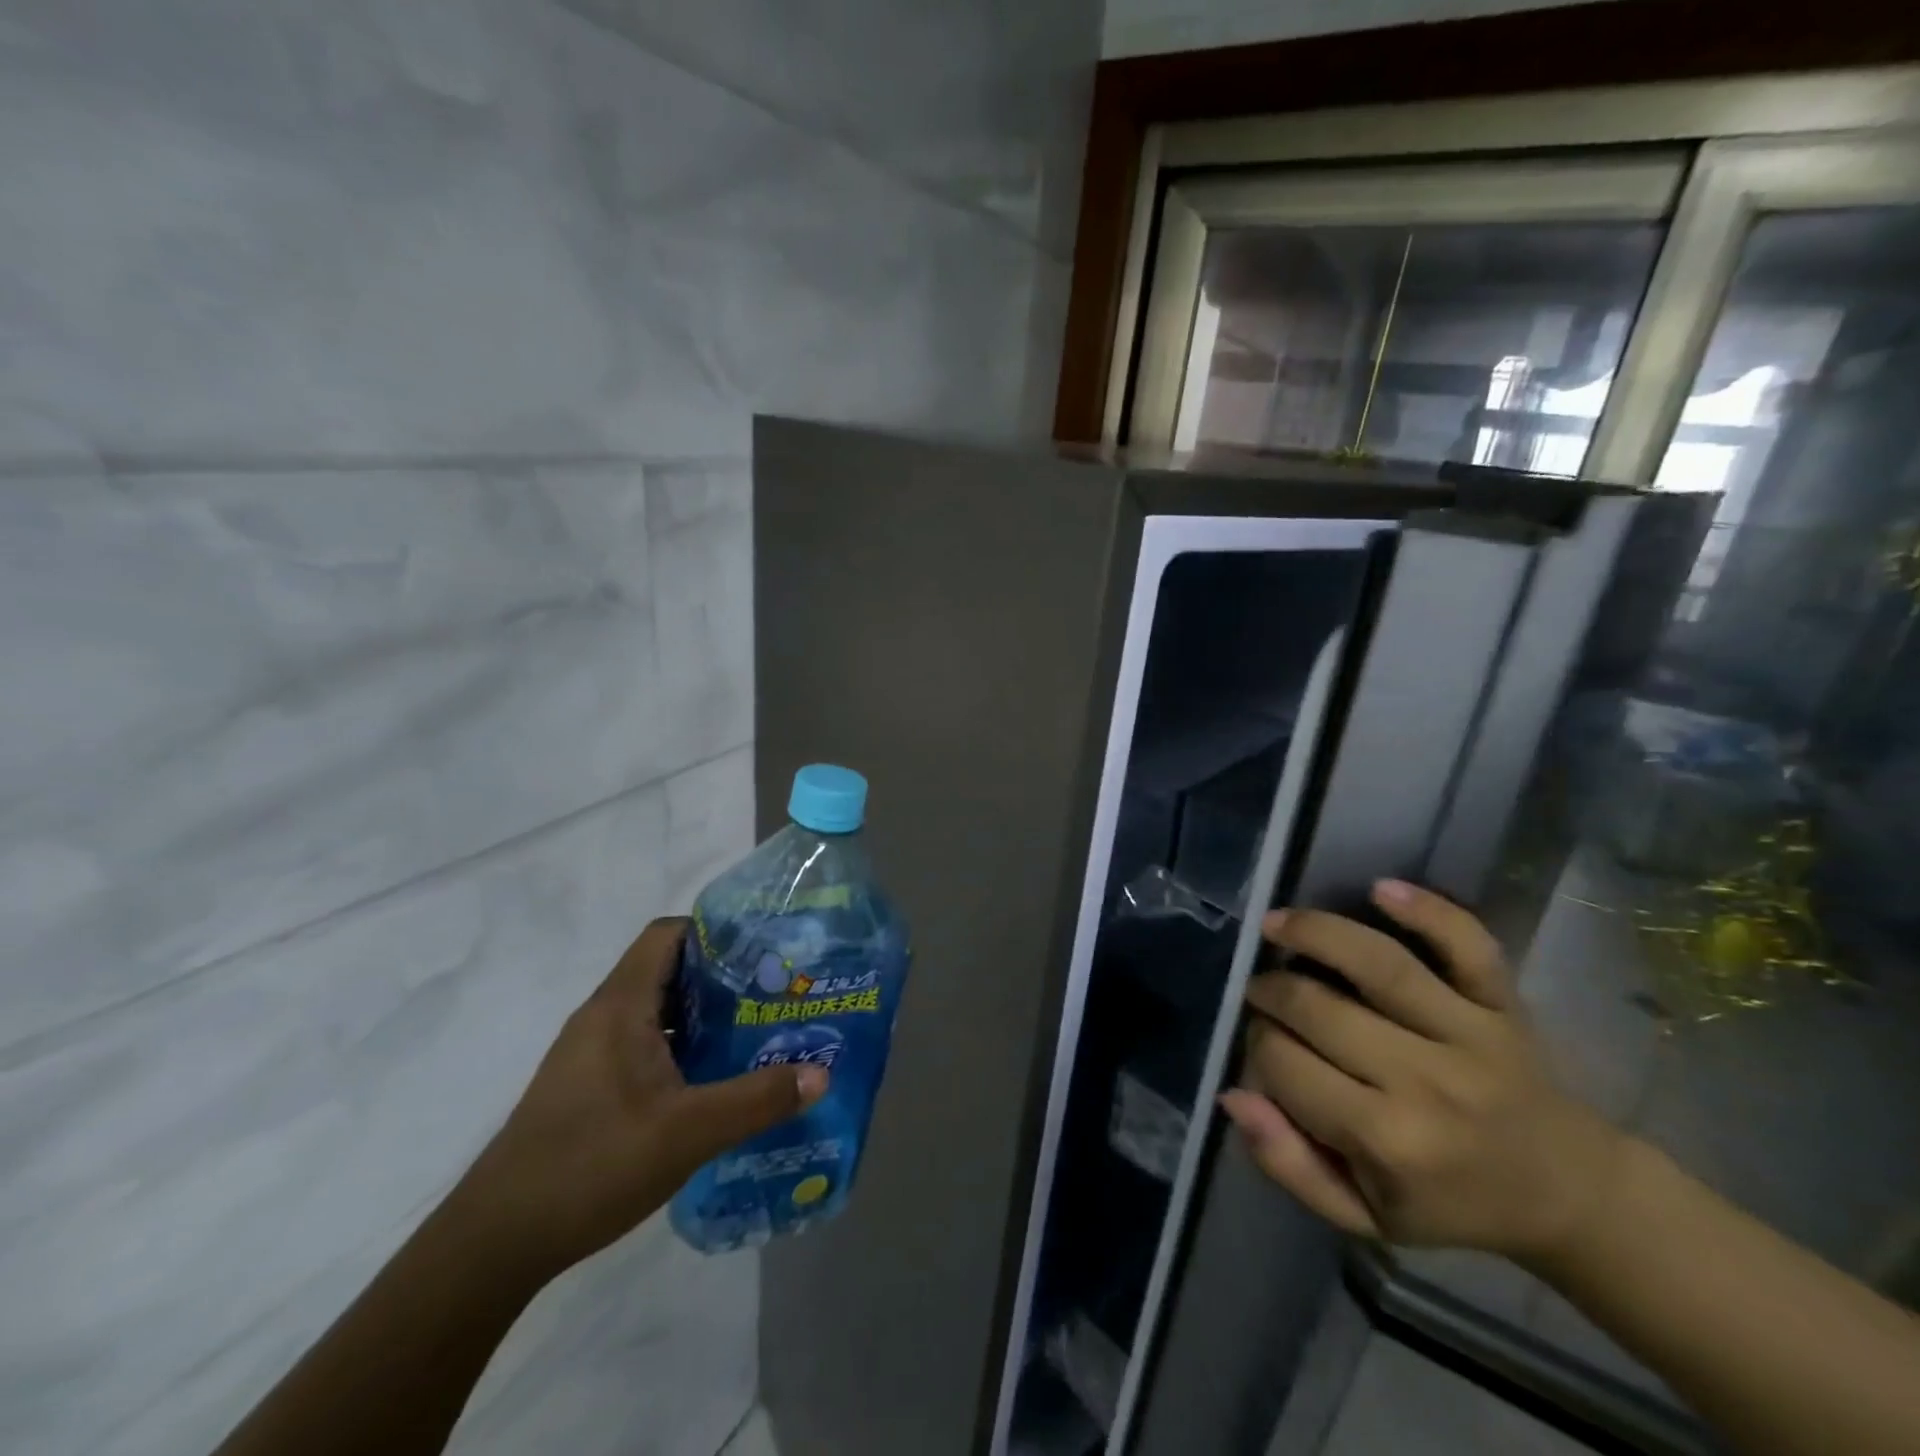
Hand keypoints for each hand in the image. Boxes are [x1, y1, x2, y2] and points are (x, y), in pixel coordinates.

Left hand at [450, 918, 825, 1278]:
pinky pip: (644, 1043)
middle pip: (668, 970)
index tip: (763, 949)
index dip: (715, 931)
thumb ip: (757, 1100)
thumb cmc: (591, 1165)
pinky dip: (682, 1047)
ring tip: (755, 1031)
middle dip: (722, 976)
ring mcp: (592, 1053)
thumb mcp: (688, 1133)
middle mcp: (603, 1016)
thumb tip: (822, 1073)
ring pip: (657, 1010)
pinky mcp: (588, 1086)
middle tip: (774, 992)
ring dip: (704, 1015)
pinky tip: (713, 1080)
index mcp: (621, 1006)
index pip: (668, 934)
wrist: (495, 1242)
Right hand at [1220, 880, 1624, 1267]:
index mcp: (1387, 1140)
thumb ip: (1289, 1164)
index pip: (1285, 1065)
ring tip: (1276, 924)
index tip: (1260, 1045)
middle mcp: (1426, 1082)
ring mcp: (1470, 1035)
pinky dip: (1428, 910)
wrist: (1567, 1192)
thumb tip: (1233, 1096)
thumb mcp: (1363, 1215)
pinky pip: (1468, 946)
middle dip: (1271, 991)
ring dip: (1317, 933)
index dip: (1257, 1045)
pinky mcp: (1504, 1005)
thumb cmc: (1450, 1203)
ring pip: (1381, 964)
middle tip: (1260, 990)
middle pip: (1318, 1009)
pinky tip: (1378, 888)